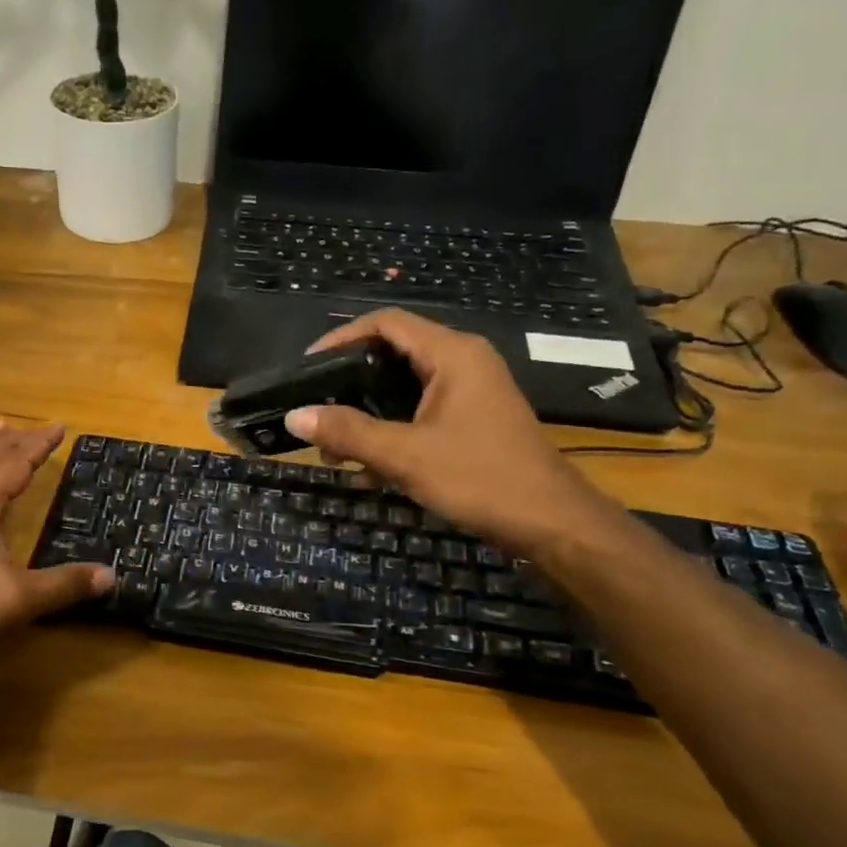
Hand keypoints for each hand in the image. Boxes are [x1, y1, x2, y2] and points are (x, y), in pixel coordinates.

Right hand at [282, 310, 620, 554]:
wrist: (552, 523)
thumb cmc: (480, 478)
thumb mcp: (405, 455)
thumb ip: (349, 432)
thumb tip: (295, 415)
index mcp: (452, 354)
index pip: (386, 323)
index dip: (341, 338)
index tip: (306, 369)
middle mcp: (462, 363)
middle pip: (392, 355)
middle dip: (349, 386)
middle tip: (316, 415)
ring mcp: (469, 393)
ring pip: (403, 390)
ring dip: (366, 417)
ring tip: (335, 453)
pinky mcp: (471, 421)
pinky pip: (419, 414)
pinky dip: (390, 433)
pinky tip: (368, 472)